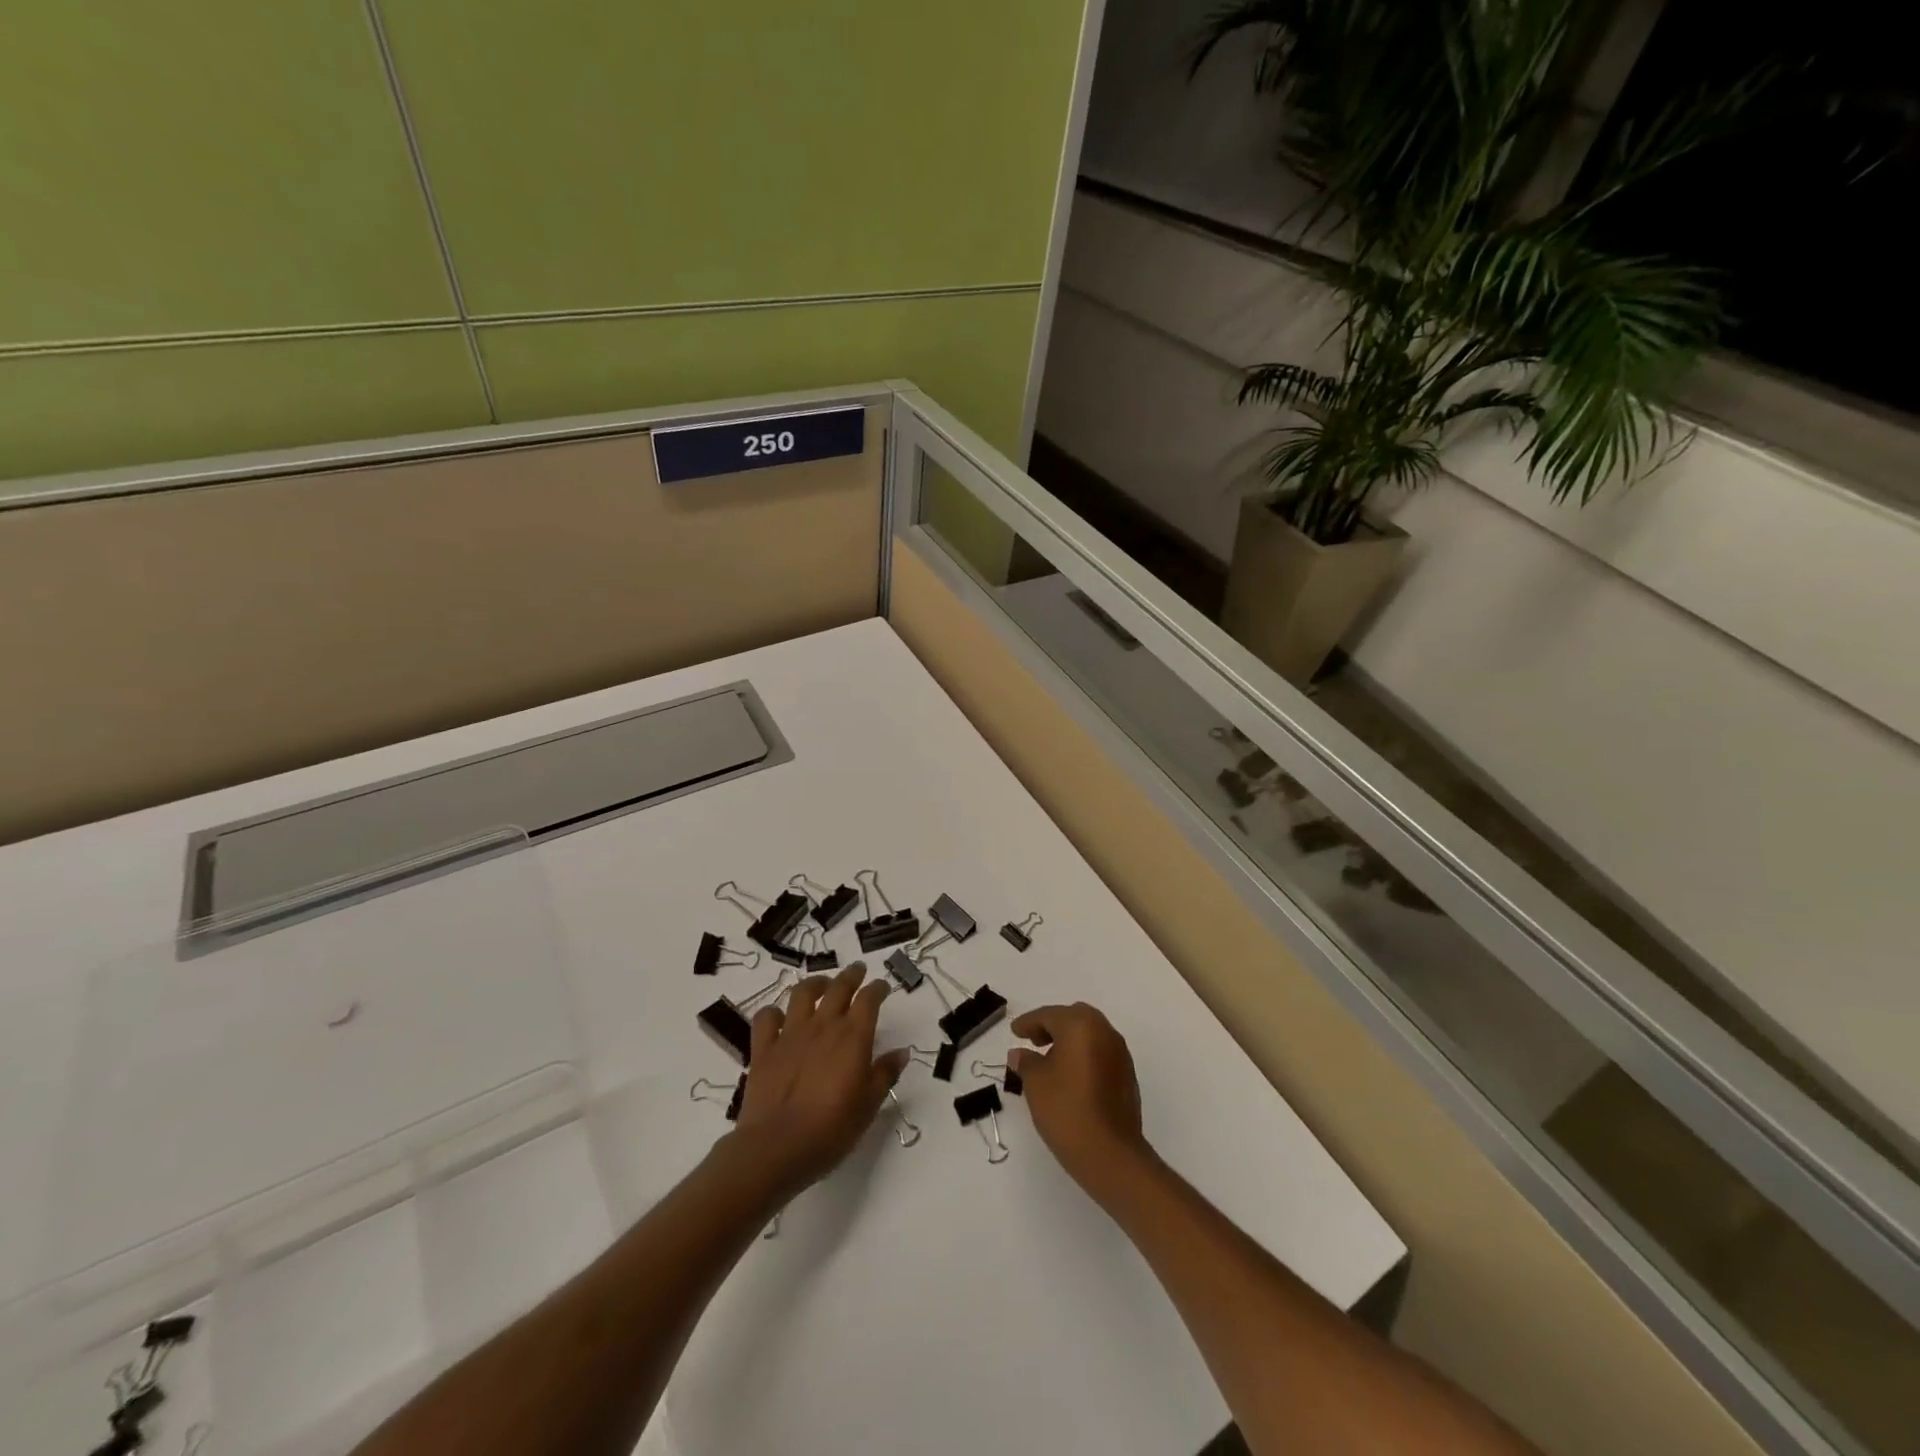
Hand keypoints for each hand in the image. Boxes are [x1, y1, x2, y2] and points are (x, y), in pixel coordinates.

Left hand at [727, 962, 908, 1197]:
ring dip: (815, 983)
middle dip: (851, 975)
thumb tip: (901, 1052)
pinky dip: (774, 1012)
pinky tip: (780, 1017)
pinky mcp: (764, 1048)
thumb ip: (885, 1074)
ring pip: (802, 993)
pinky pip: (767, 1018)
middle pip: (839, 987)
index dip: (877, 988)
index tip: (883, 986)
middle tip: (858, 970)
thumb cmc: (831, 1129)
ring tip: (822, 984)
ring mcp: (790, 1034)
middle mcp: (823, 1026)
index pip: (869, 999)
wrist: (777, 1147)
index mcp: (853, 1037)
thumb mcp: (868, 1105)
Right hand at [1008, 1003, 1152, 1199]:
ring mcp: (1120, 1054)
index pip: (1049, 1015)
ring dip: (1070, 1040)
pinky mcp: (1127, 1075)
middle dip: (1052, 1025)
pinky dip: (1084, 1055)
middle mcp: (1104, 1032)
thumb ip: (1026, 1062)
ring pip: (1090, 1034)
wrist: (1110, 1154)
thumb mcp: (1035, 1083)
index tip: (1015, 1031)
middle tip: (1034, 1040)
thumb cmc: (1066, 1110)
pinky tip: (1070, 1077)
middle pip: (1074, 1017)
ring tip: (1050, 1060)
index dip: (1029, 1022)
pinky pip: (1100, 1053)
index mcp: (1081, 1025)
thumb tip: (1020, 1053)